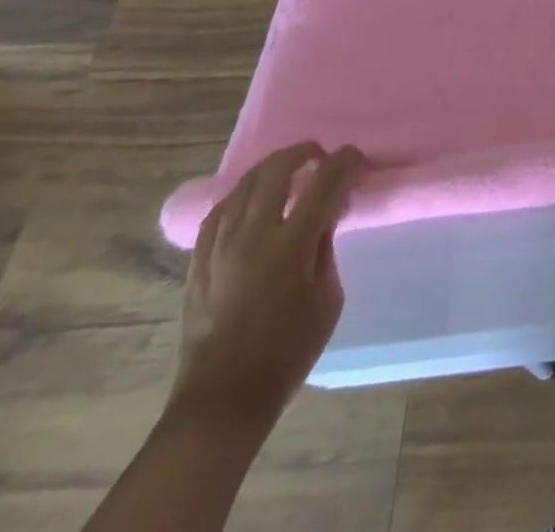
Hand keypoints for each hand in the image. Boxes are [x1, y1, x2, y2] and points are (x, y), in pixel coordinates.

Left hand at [170, 142, 361, 428]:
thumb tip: (323, 218)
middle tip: (321, 157)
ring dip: (271, 169)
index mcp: (291, 244)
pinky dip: (240, 195)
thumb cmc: (287, 352)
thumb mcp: (327, 300)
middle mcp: (252, 235)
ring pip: (244, 185)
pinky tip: (249, 200)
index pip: (323, 182)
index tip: (356, 158)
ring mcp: (219, 247)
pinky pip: (218, 212)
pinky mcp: (198, 262)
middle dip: (303, 153)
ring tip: (288, 171)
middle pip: (277, 170)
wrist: (223, 401)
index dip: (344, 161)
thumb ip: (325, 249)